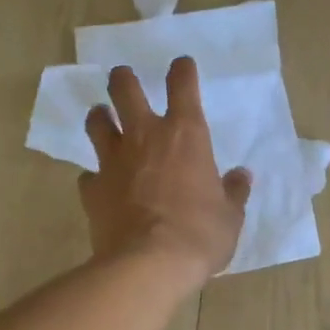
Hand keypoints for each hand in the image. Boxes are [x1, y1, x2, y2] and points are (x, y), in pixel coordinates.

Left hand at [80, 57, 250, 286]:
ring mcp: (113, 161)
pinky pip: (89, 175)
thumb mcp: (230, 216)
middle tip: (123, 78)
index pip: (182, 86)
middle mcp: (145, 137)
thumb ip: (233, 192)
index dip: (182, 71)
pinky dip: (95, 176)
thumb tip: (241, 177)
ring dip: (100, 116)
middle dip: (124, 79)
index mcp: (186, 135)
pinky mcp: (92, 190)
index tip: (181, 65)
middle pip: (125, 89)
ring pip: (97, 122)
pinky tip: (100, 184)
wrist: (149, 264)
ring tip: (102, 117)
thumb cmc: (200, 234)